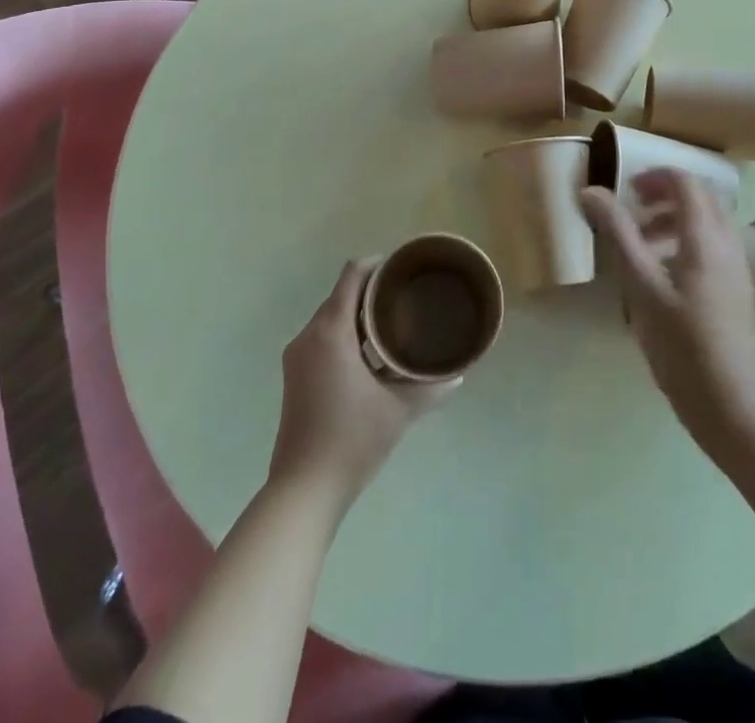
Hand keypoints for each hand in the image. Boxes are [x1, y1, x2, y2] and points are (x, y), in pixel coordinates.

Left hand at [268, 259, 455, 515]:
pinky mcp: (295, 375)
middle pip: (341, 295)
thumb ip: (429, 386)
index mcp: (330, 332)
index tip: (402, 267)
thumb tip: (459, 374)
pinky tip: (371, 354)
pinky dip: (346, 335)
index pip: (351, 276)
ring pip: (331, 318)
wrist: (303, 490)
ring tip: (394, 323)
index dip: (376, 264)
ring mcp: (297, 357)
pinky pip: (322, 338)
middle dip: (372, 291)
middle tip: (406, 296)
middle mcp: (308, 336)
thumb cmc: (352, 440)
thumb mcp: (398, 410)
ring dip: (359, 315)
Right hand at [582, 171, 754, 453]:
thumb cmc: (680, 344)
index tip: (626, 190)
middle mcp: (728, 243)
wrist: (730, 403)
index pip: (686, 182)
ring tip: (645, 243)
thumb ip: (618, 233)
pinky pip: (716, 244)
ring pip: (711, 220)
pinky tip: (666, 273)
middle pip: (703, 196)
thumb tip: (590, 191)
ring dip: (678, 217)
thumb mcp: (640, 286)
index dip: (655, 176)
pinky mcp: (739, 288)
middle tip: (635, 208)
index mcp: (705, 237)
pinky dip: (690, 239)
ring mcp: (738, 267)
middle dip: (667, 193)